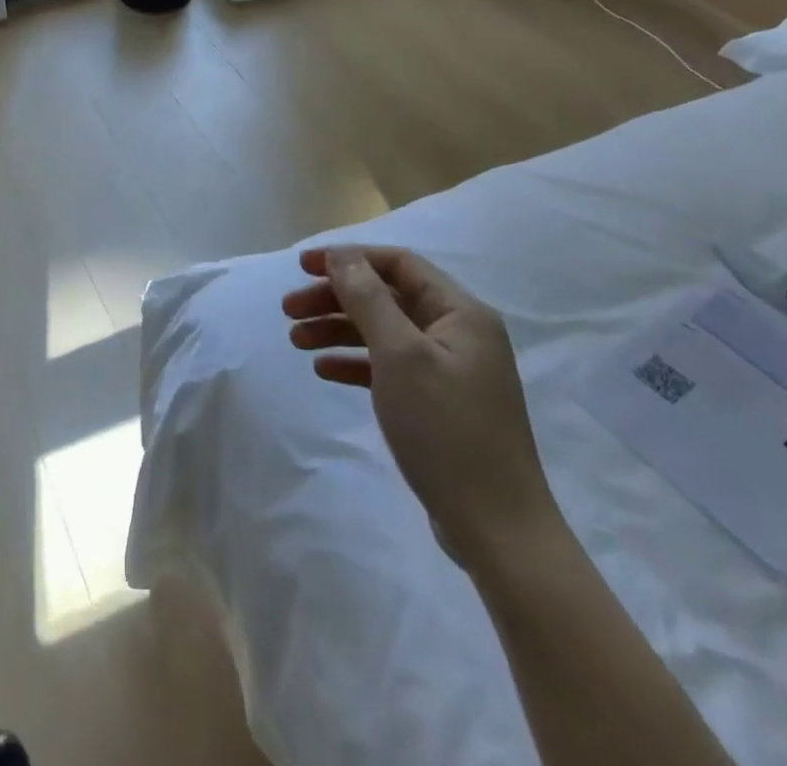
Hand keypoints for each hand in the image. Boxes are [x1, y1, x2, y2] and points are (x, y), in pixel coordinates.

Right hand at [282, 246, 560, 573]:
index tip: (303, 267)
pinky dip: (356, 363)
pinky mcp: (438, 403)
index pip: (398, 264)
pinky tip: (323, 369)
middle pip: (387, 296)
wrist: (497, 530)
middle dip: (336, 297)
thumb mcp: (401, 356)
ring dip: (339, 329)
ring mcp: (449, 370)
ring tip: (295, 339)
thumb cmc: (447, 430)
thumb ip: (369, 299)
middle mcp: (458, 333)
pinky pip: (389, 367)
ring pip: (384, 332)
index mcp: (460, 312)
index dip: (349, 258)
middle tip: (289, 309)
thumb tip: (343, 256)